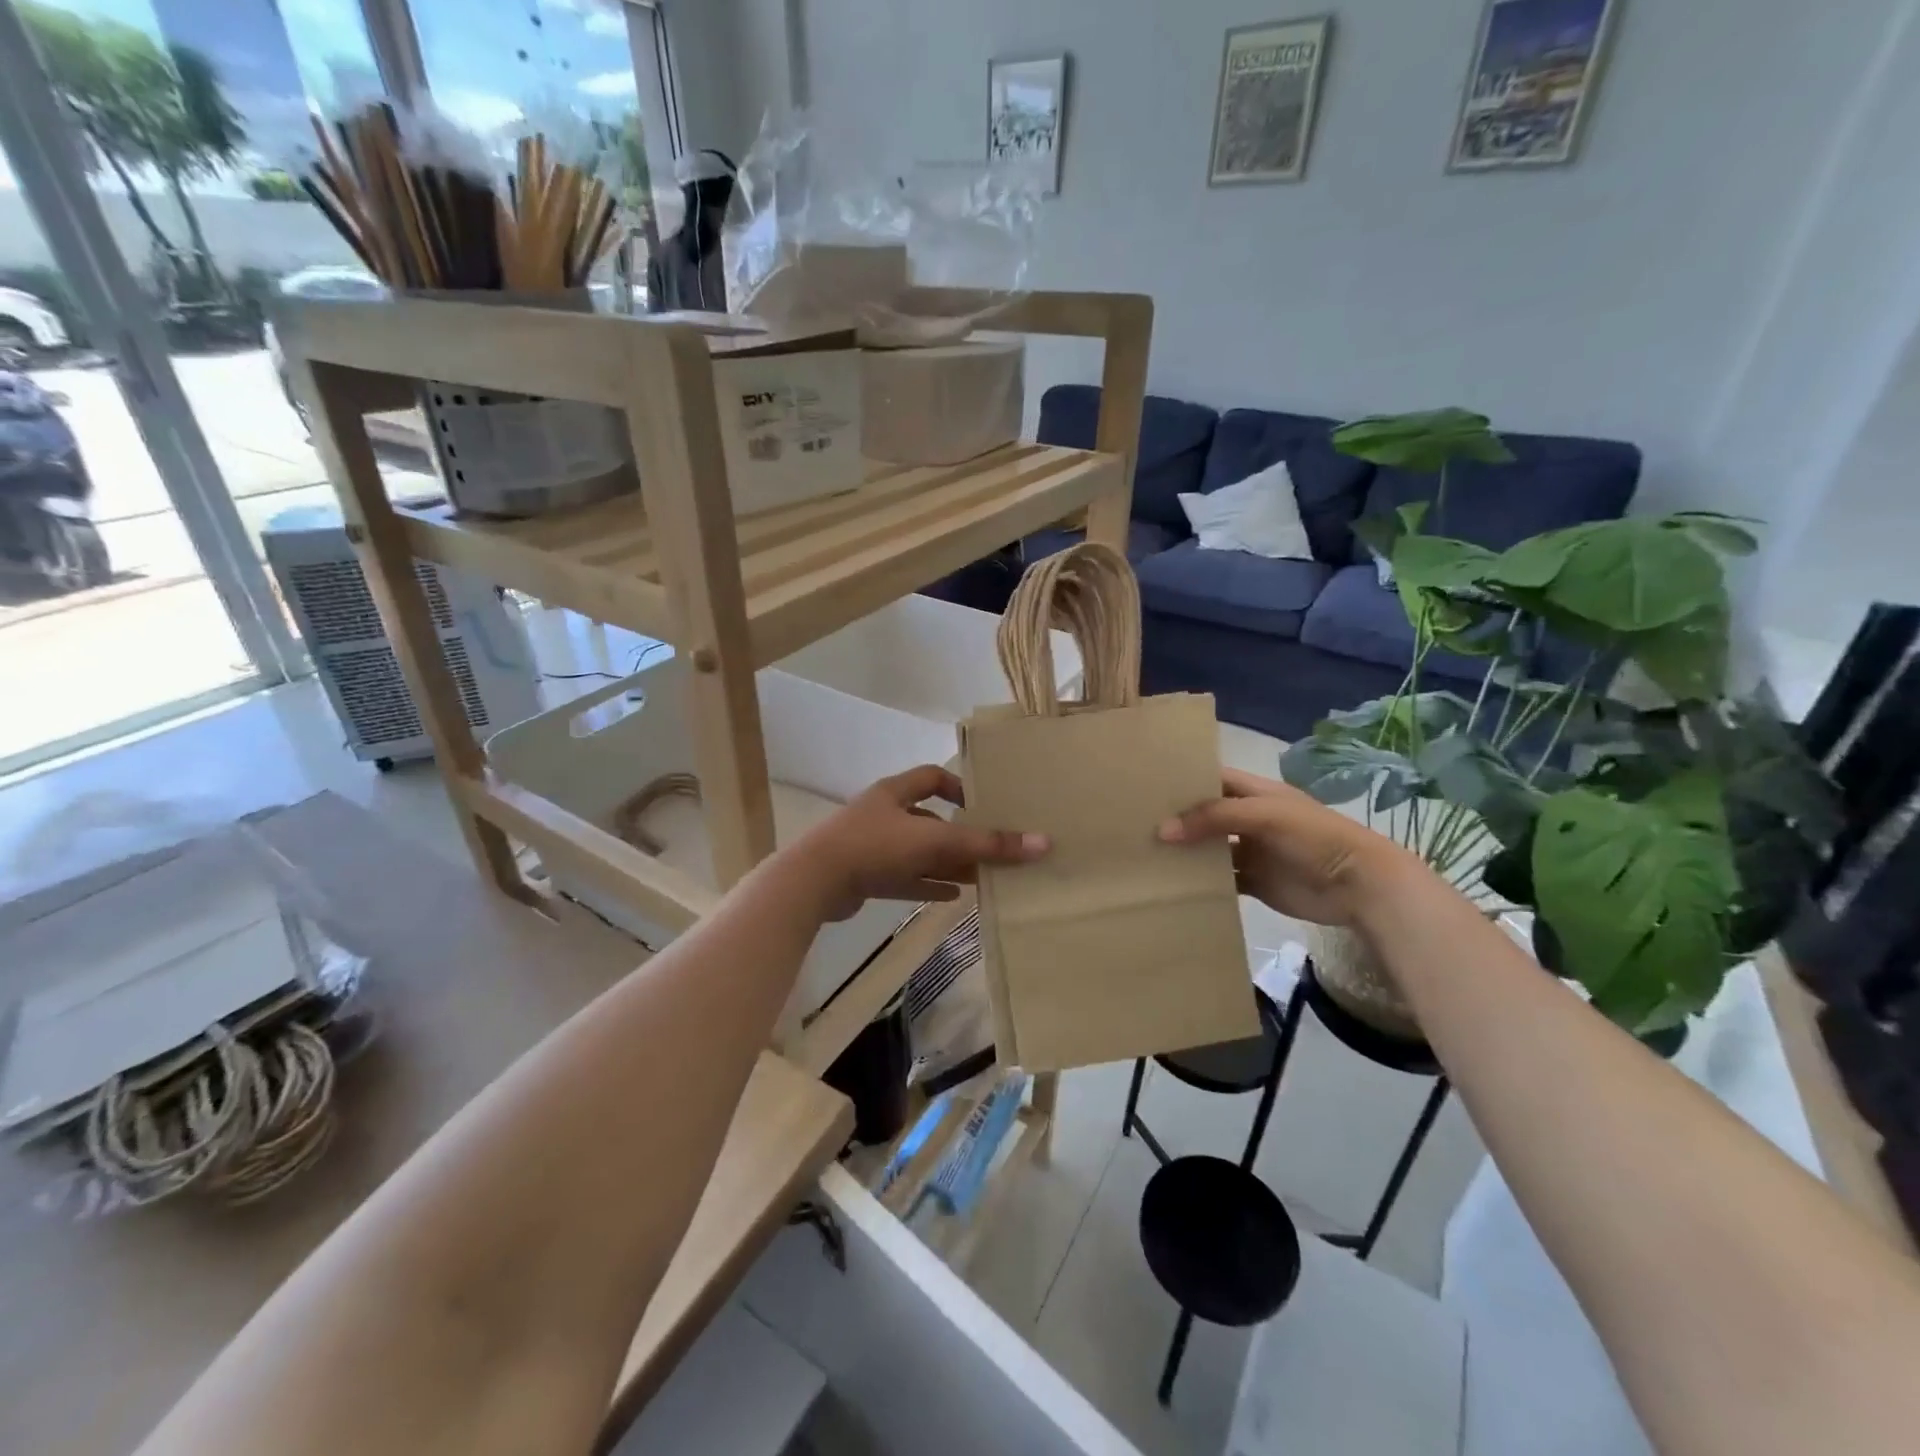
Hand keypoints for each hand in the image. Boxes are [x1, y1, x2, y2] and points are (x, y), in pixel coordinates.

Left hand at [793, 766, 1048, 920]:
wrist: (813, 882)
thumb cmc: (875, 846)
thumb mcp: (935, 842)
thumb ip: (986, 844)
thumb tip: (1043, 843)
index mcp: (896, 792)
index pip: (933, 777)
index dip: (959, 787)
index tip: (984, 806)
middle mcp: (885, 814)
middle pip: (931, 820)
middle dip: (961, 836)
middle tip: (992, 851)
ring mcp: (872, 846)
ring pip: (919, 852)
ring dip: (948, 863)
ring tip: (982, 877)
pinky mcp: (865, 875)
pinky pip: (905, 878)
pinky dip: (928, 884)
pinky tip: (953, 896)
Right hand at [1158, 767, 1417, 926]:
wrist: (1358, 885)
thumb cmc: (1312, 837)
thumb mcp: (1262, 815)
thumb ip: (1213, 818)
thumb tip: (1163, 830)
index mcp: (1255, 793)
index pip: (1212, 778)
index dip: (1184, 779)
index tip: (1145, 783)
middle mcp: (1249, 819)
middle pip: (1206, 814)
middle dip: (1177, 817)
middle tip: (1134, 821)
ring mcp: (1251, 851)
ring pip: (1210, 848)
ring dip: (1185, 851)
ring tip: (1143, 852)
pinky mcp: (1254, 882)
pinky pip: (1221, 879)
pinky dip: (1200, 881)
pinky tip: (1172, 883)